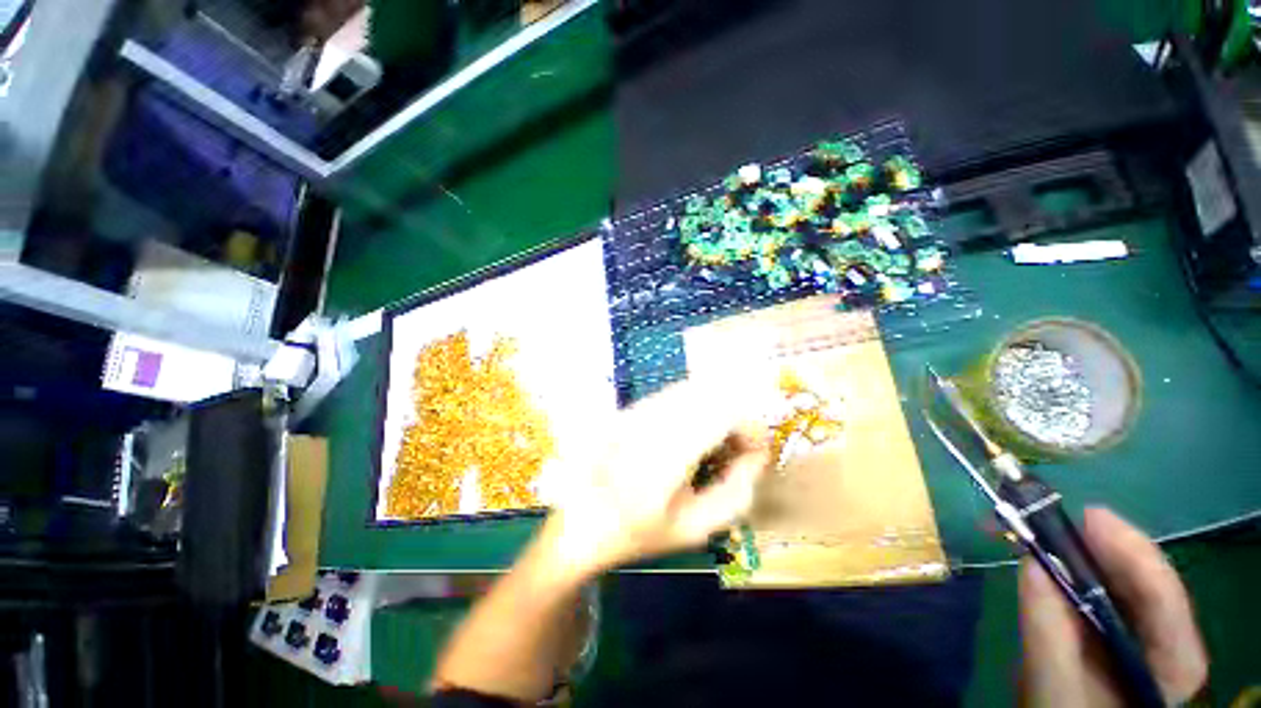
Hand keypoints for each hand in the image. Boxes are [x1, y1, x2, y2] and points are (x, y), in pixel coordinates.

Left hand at [542, 380, 772, 576]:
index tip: (754, 456)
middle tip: (735, 452)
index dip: (751, 428)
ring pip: (695, 389)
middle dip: (736, 420)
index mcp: (667, 452)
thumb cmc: (636, 532)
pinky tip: (688, 436)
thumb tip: (755, 457)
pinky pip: (676, 394)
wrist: (578, 519)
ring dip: (715, 411)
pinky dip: (695, 408)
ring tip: (713, 445)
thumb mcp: (694, 529)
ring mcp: (639, 408)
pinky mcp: (632, 406)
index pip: (725, 412)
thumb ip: (735, 494)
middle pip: (713, 394)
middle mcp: (653, 418)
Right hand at [1019, 507, 1208, 706]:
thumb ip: (1049, 635)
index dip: (1130, 551)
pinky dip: (1070, 565)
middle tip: (1047, 516)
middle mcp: (1169, 637)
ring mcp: (1145, 630)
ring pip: (1119, 578)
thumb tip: (1032, 564)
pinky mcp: (1118, 625)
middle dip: (1097, 545)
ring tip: (1036, 528)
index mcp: (1174, 660)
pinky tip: (1045, 553)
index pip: (1163, 596)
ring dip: (1078, 550)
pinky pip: (1100, 586)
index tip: (1087, 517)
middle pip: (1141, 579)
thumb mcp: (1055, 689)